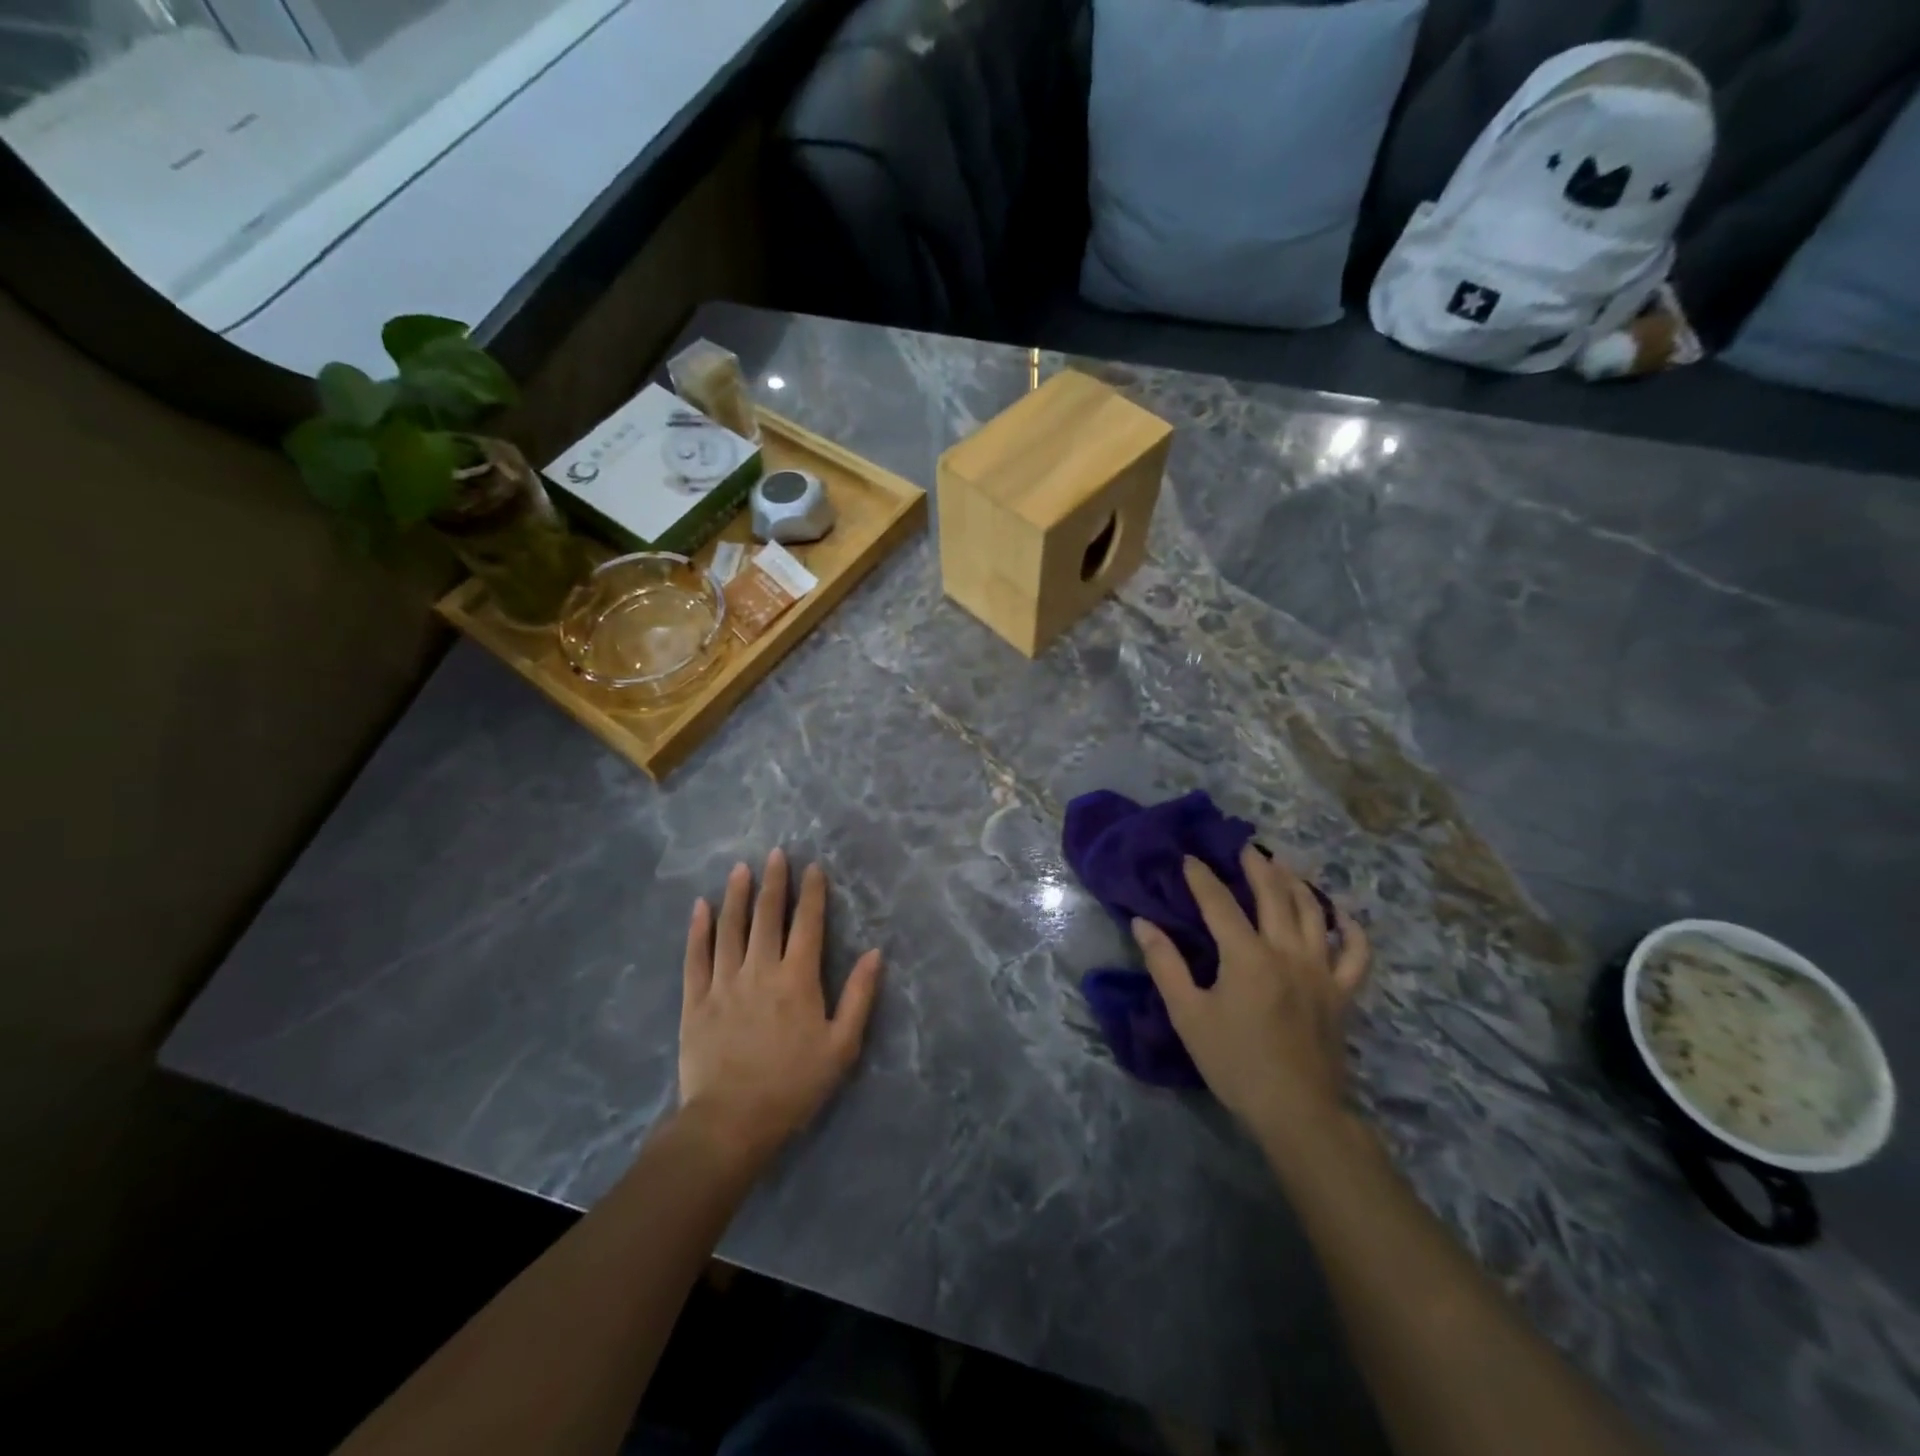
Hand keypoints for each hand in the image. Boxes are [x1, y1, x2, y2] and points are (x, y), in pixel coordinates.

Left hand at [677, 849, 882, 1168]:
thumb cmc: (793, 1086)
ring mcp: (724, 983)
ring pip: (730, 928)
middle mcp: (760, 970)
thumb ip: (859, 996)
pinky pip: (696, 956)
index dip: (812, 893)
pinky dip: (698, 929)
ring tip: (740, 868)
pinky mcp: (695, 1001)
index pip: (808, 924)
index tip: (813, 867)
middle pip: (767, 916)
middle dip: (774, 882)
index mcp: (798, 979)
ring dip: (736, 895)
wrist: (730, 1123)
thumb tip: (876, 953)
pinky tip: (700, 907)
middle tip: (775, 853)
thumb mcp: (841, 1047)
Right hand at [1132, 847, 1369, 1141]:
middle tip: (1244, 847)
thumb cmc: (1234, 1062)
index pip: (1220, 904)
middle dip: (1256, 867)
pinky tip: (1340, 914)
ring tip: (1284, 865)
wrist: (1296, 1111)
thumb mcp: (1188, 1015)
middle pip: (1274, 896)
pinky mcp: (1343, 993)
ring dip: (1297, 884)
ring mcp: (1321, 971)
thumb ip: (1165, 965)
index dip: (1202, 878)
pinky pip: (1355, 953)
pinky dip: (1350, 929)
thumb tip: (1143, 924)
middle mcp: (1288, 952)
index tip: (1189, 858)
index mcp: (1247, 956)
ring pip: (1314, 913)